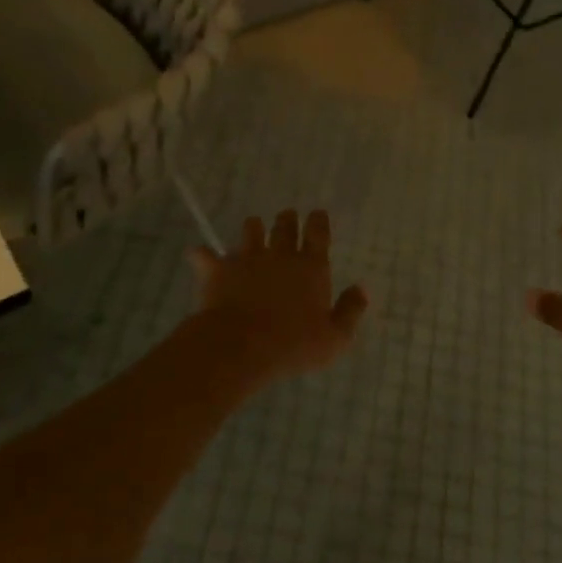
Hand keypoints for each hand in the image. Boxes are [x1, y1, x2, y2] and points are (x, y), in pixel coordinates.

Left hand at [188, 210, 368, 382]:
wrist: (240, 348)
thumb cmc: (293, 345)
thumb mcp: (336, 338)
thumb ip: (351, 310)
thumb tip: (362, 288)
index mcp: (311, 267)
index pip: (318, 231)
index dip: (318, 220)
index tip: (317, 214)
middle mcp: (281, 255)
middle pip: (284, 225)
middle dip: (287, 219)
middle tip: (287, 218)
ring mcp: (247, 259)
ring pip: (251, 229)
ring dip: (253, 228)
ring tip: (253, 231)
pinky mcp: (218, 270)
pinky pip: (206, 256)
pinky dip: (202, 255)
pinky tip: (198, 254)